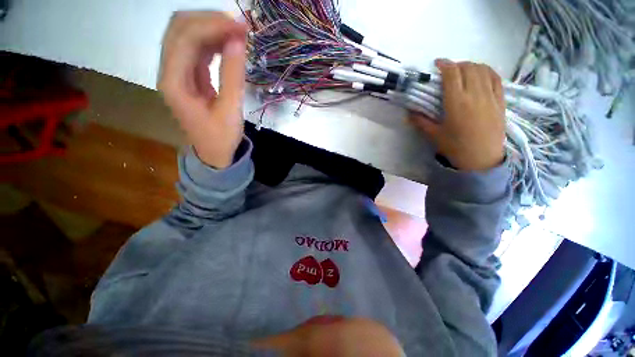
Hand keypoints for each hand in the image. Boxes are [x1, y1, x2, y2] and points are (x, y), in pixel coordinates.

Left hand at [158, 11, 247, 168]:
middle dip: (209, 20)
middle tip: (240, 26)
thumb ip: (233, 75)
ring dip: (212, 28)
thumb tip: (238, 41)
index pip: (185, 38)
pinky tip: (230, 44)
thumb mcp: (230, 110)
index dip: (212, 25)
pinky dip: (213, 41)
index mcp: (174, 82)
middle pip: (180, 28)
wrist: (214, 152)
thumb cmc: (221, 137)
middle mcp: (169, 71)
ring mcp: (178, 72)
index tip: (241, 27)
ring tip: (238, 33)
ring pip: (187, 35)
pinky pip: (197, 49)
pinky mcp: (189, 75)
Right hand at [410, 59, 505, 170]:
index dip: (444, 65)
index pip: (452, 74)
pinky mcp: (500, 101)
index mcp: (457, 103)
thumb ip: (421, 122)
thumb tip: (408, 113)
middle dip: (457, 64)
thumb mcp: (434, 135)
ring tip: (463, 71)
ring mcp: (490, 96)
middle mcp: (475, 95)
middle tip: (448, 70)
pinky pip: (496, 78)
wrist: (482, 159)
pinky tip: (481, 74)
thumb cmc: (456, 147)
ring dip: (471, 66)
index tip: (437, 63)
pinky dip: (487, 71)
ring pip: (483, 70)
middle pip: (468, 68)